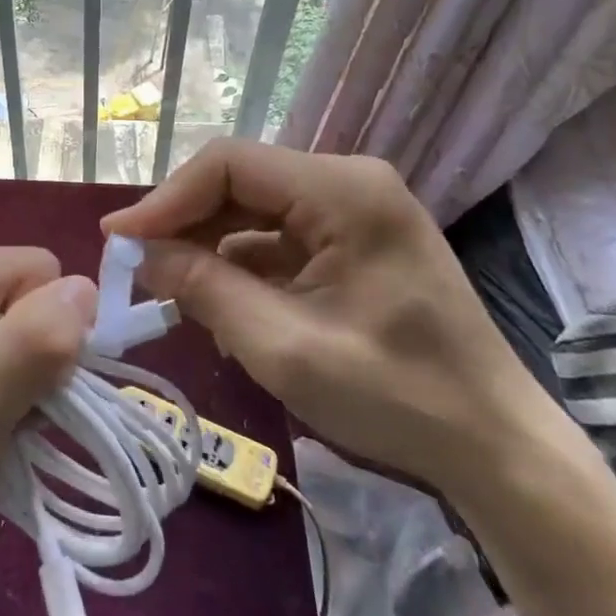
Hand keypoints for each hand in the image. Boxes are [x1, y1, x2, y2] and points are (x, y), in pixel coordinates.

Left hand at [0, 247, 94, 581]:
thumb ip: (29, 345)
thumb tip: (86, 289)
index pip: (33, 269)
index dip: (46, 326)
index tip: (23, 386)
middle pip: (32, 294)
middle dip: (38, 355)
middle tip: (5, 411)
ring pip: (32, 327)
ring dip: (32, 380)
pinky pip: (17, 352)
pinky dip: (20, 392)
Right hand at [102, 140, 566, 495]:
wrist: (496, 451)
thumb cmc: (396, 398)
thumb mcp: (283, 347)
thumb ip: (204, 288)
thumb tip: (140, 253)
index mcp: (344, 190)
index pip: (229, 164)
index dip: (166, 198)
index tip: (119, 241)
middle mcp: (349, 183)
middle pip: (240, 182)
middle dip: (183, 223)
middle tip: (132, 265)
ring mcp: (354, 212)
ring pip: (253, 210)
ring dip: (206, 245)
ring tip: (164, 288)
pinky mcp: (353, 243)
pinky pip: (277, 237)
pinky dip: (238, 264)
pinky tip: (211, 300)